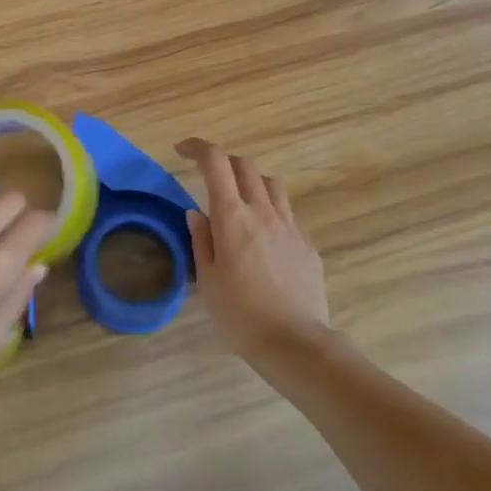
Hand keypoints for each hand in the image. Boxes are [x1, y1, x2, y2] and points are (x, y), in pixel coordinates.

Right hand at [176, 138, 330, 362]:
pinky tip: (264, 239)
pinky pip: (287, 213)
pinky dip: (270, 212)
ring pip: (271, 184)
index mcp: (232, 217)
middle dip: (223, 162)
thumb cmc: (240, 315)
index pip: (215, 162)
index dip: (197, 147)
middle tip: (208, 178)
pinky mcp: (308, 244)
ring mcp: (290, 226)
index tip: (182, 151)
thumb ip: (201, 240)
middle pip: (244, 165)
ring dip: (251, 183)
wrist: (295, 344)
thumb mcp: (208, 279)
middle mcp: (263, 211)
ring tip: (240, 204)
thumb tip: (197, 213)